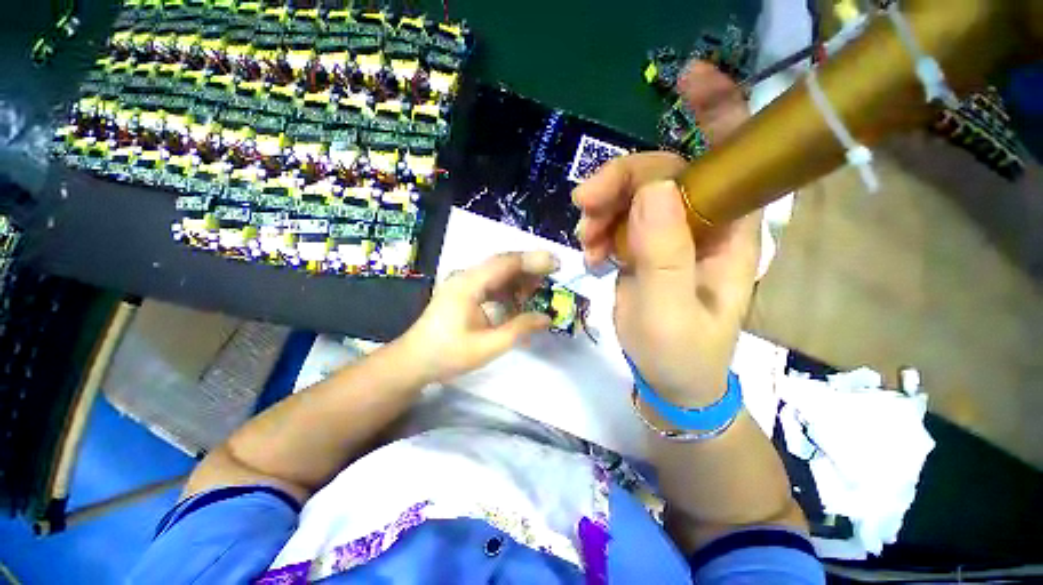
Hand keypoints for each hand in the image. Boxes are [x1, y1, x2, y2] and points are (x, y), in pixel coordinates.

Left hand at [400, 251, 558, 382]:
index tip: (556, 263)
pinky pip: (491, 283)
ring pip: (498, 272)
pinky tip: (519, 300)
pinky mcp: (464, 291)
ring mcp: (463, 283)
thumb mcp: (487, 346)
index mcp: (468, 284)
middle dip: (530, 267)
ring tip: (540, 290)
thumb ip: (519, 329)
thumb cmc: (447, 355)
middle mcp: (466, 276)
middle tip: (554, 276)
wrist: (414, 361)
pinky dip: (509, 289)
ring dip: (520, 279)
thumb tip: (547, 318)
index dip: (533, 261)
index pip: (505, 263)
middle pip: (503, 263)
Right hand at [573, 60, 759, 404]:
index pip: (732, 160)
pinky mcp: (645, 247)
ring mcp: (670, 235)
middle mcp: (703, 225)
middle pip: (663, 174)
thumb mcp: (669, 313)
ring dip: (602, 210)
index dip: (718, 112)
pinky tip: (590, 255)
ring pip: (633, 196)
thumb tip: (653, 191)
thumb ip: (664, 255)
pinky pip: (618, 220)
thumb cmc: (679, 354)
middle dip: (620, 181)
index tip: (689, 78)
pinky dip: (598, 231)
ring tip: (586, 243)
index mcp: (729, 234)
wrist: (668, 379)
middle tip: (583, 206)